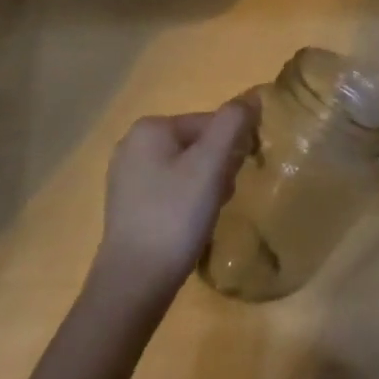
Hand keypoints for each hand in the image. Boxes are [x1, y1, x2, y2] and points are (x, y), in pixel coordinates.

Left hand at [92, 98, 256, 305]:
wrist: (134, 282)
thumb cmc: (175, 216)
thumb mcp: (211, 164)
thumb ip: (232, 124)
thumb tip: (252, 97)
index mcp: (150, 127)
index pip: (210, 122)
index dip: (232, 147)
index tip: (237, 177)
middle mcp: (132, 144)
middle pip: (197, 143)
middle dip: (218, 167)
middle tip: (222, 198)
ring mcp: (126, 176)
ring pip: (185, 167)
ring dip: (205, 185)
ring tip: (207, 214)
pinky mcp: (127, 204)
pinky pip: (170, 189)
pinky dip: (186, 201)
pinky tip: (190, 225)